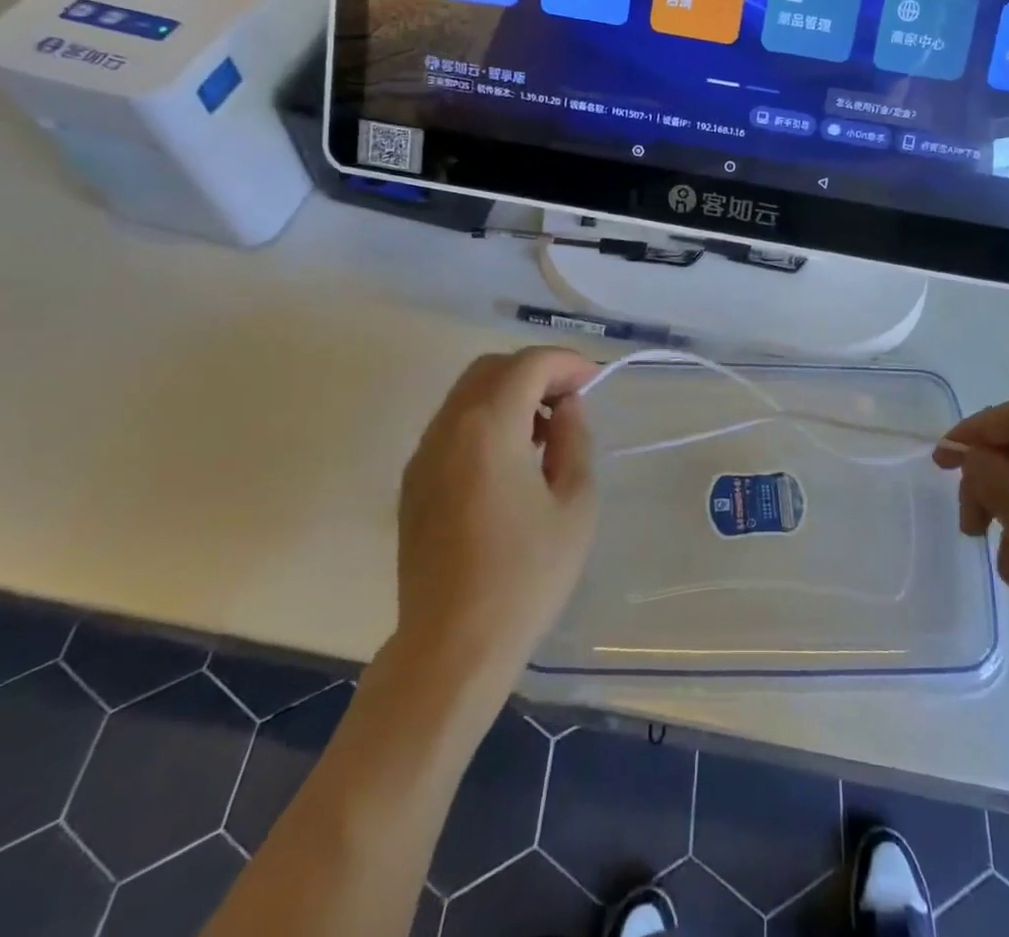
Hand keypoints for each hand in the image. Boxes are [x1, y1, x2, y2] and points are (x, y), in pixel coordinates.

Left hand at [394, 348, 599, 678]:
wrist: (452, 646)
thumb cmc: (526, 576)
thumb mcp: (575, 505)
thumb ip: (574, 440)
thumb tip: (567, 407)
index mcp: (488, 428)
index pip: (528, 364)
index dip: (566, 362)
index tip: (594, 380)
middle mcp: (448, 429)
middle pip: (492, 368)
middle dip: (536, 371)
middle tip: (571, 400)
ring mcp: (423, 455)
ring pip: (468, 394)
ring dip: (510, 394)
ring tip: (545, 433)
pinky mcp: (413, 482)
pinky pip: (452, 426)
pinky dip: (486, 420)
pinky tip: (512, 460)